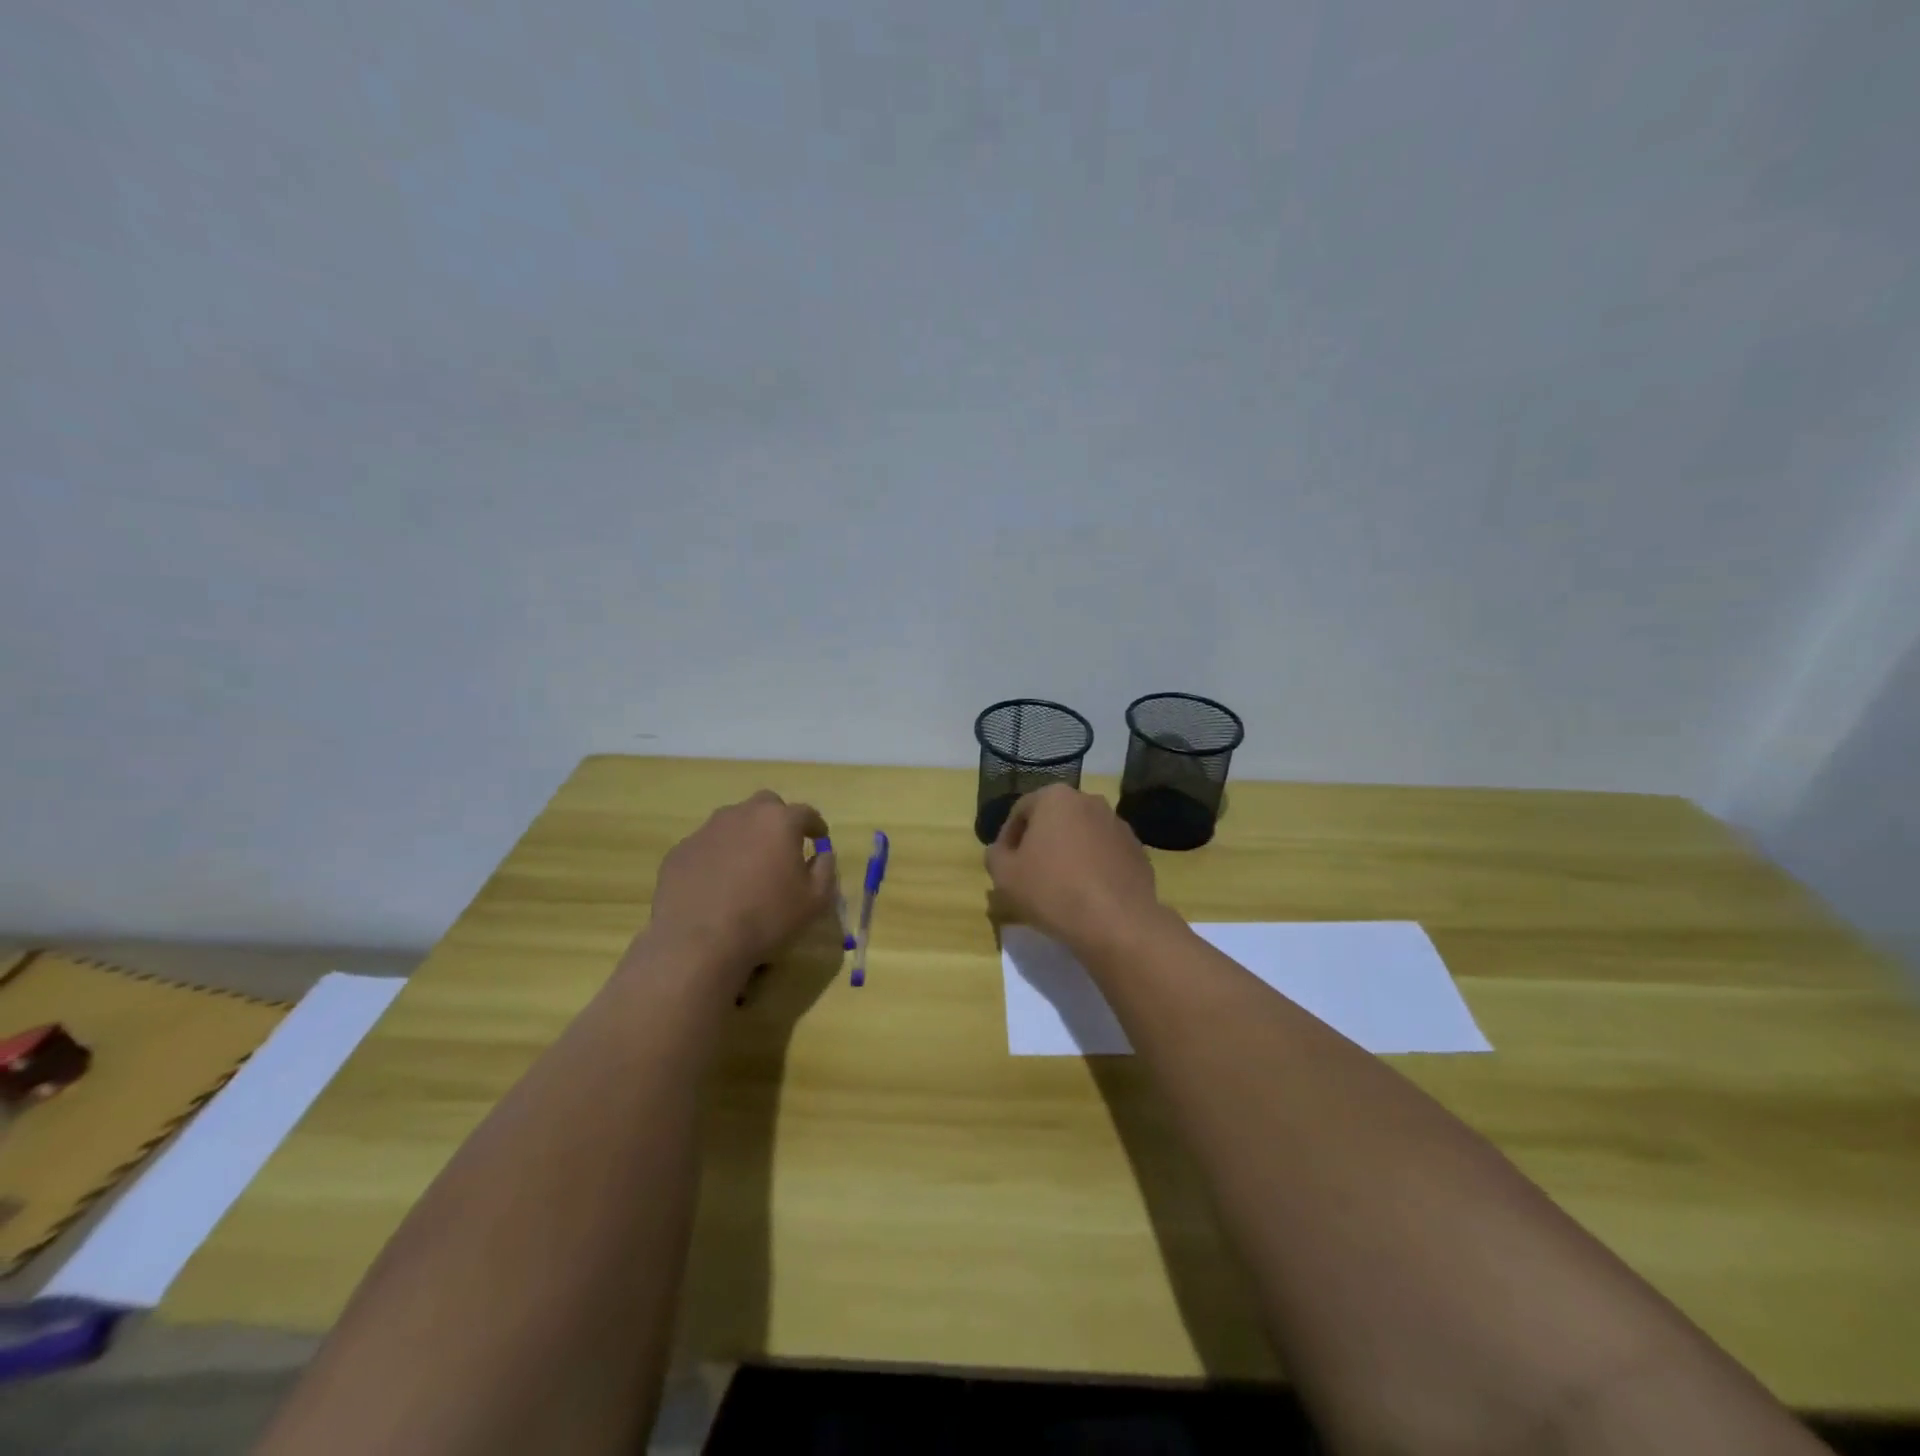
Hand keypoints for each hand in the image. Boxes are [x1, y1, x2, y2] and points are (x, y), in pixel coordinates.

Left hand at [643, 791, 837, 987]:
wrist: (698, 943)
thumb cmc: (767, 918)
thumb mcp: (815, 901)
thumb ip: (825, 869)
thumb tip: (822, 854)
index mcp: (779, 821)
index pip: (806, 813)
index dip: (815, 826)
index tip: (819, 839)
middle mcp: (742, 815)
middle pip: (766, 805)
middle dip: (777, 820)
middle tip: (781, 847)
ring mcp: (706, 830)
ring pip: (733, 822)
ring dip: (745, 836)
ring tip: (747, 867)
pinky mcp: (680, 851)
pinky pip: (706, 846)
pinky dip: (717, 857)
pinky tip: (717, 884)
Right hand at [985, 785, 1164, 953]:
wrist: (1117, 923)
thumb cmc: (1052, 891)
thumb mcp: (1005, 876)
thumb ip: (995, 856)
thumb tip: (1000, 851)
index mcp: (1055, 798)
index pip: (1021, 811)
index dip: (1007, 838)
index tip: (1004, 864)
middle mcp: (1090, 801)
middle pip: (1054, 819)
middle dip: (1040, 842)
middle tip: (1029, 874)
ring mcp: (1119, 825)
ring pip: (1082, 836)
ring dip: (1068, 854)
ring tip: (1059, 887)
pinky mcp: (1138, 851)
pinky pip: (1105, 855)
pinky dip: (1093, 868)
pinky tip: (1086, 895)